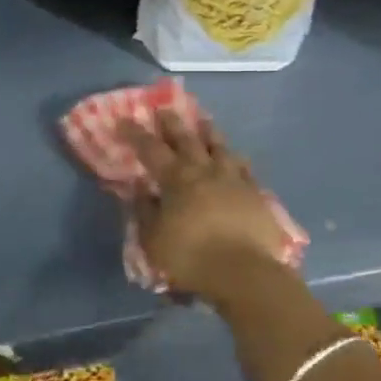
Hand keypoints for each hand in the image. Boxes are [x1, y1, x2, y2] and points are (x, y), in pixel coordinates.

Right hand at [118, 111, 292, 304]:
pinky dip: (237, 160)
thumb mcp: (154, 240)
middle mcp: (204, 170)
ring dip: (209, 131)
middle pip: (186, 139)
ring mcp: (233, 178)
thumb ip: (145, 211)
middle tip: (164, 109)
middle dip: (172, 124)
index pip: (151, 150)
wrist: (245, 272)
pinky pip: (244, 168)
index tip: (125, 120)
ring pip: (219, 146)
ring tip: (204, 119)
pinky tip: (237, 157)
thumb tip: (139, 188)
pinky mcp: (255, 193)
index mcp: (176, 179)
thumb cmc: (191, 258)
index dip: (136, 134)